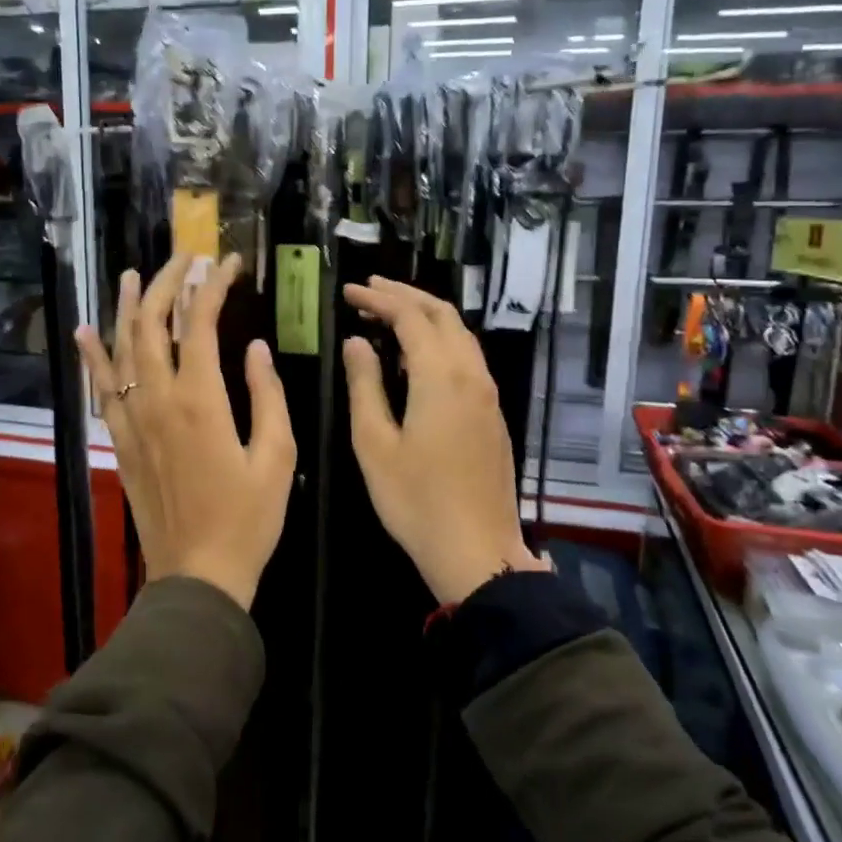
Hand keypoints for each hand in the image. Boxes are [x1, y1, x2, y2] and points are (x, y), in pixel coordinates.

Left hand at [76, 253, 296, 610]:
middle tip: (184, 258)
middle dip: (167, 284)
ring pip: (121, 349)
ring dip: (128, 307)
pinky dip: (93, 357)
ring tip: (133, 274)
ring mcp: (133, 420)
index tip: (228, 263)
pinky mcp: (122, 441)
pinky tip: (85, 331)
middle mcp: (158, 400)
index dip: (213, 286)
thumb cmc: (248, 519)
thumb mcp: (277, 456)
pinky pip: (102, 389)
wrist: (198, 574)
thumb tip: (254, 348)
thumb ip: (267, 395)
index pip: (199, 323)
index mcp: (201, 400)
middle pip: (152, 325)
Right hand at [342, 276, 547, 603]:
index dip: (378, 299)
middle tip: (368, 290)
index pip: (410, 317)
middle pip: (442, 315)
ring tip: (389, 314)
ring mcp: (488, 394)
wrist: (478, 551)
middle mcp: (471, 375)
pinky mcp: (493, 413)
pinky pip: (468, 358)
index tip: (348, 292)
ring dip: (425, 315)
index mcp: (440, 377)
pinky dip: (440, 340)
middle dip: (405, 295)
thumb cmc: (415, 500)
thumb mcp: (375, 443)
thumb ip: (365, 386)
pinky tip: (418, 355)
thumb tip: (357, 342)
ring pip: (460, 334)